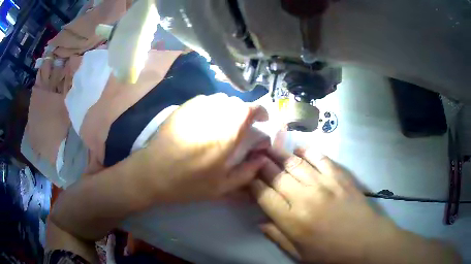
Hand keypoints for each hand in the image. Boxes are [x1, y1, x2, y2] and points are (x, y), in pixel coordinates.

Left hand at [139, 93, 269, 202]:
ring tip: (224, 124)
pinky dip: (213, 107)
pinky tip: (206, 121)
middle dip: (245, 112)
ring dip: (228, 109)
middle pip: (237, 102)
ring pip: (221, 99)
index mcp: (226, 134)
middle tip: (242, 127)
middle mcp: (213, 114)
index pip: (251, 109)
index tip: (262, 121)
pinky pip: (205, 100)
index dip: (261, 111)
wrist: (152, 173)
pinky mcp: (183, 107)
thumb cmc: (187, 183)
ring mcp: (196, 108)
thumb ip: (247, 172)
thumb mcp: (221, 186)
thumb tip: (261, 158)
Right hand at [250, 148, 459, 262]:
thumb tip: (260, 221)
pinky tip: (300, 149)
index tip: (246, 176)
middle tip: (254, 154)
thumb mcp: (300, 255)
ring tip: (269, 146)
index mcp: (292, 221)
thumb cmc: (331, 254)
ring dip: (280, 154)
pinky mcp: (340, 177)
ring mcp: (324, 184)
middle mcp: (305, 198)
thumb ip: (278, 237)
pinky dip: (308, 151)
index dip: (252, 183)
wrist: (367, 243)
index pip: (264, 195)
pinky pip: (321, 158)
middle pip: (277, 175)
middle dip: (262, 164)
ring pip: (295, 164)